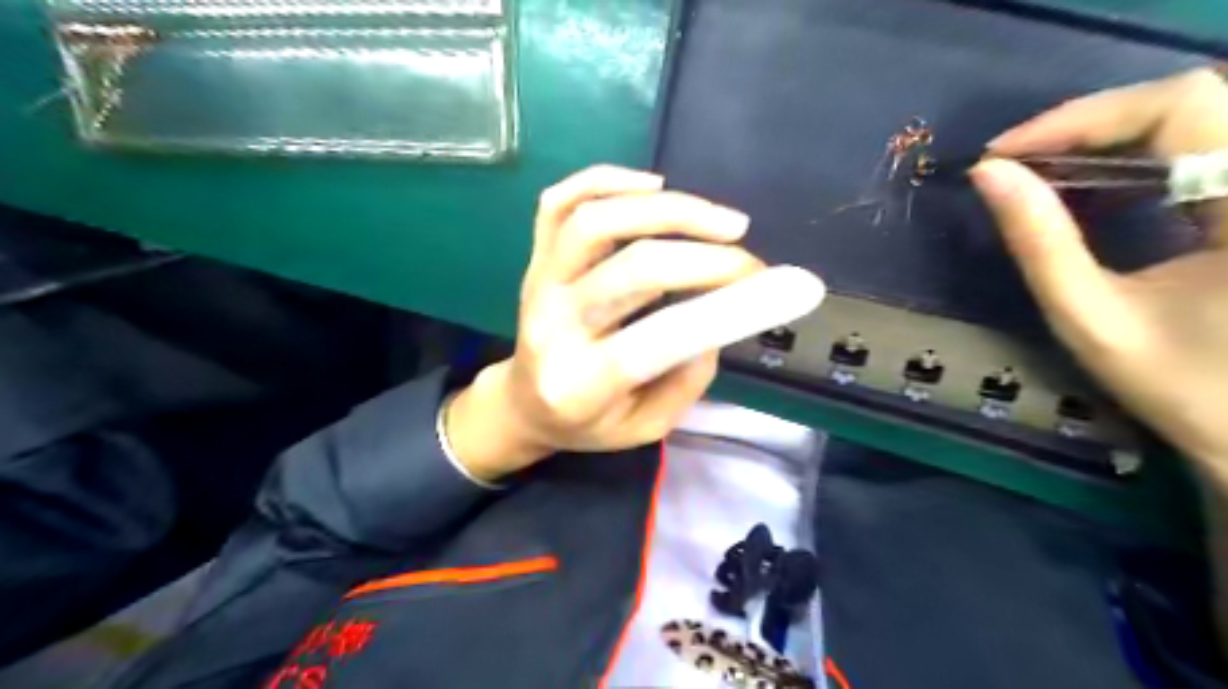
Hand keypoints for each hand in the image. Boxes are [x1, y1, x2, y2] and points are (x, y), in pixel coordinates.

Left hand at [443, 165, 823, 480]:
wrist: (524, 404)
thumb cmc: (588, 424)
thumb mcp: (647, 427)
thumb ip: (687, 377)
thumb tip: (721, 313)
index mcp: (581, 384)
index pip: (658, 339)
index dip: (728, 308)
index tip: (789, 288)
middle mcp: (552, 324)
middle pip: (633, 268)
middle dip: (709, 258)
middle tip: (753, 262)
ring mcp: (537, 281)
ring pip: (596, 220)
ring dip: (670, 210)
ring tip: (724, 221)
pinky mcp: (533, 255)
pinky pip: (559, 200)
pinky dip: (607, 180)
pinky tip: (654, 186)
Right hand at [976, 71, 1227, 477]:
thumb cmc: (1181, 385)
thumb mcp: (1090, 316)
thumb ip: (1039, 241)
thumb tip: (987, 175)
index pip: (1180, 107)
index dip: (1081, 118)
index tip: (1003, 154)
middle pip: (1191, 100)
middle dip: (1089, 124)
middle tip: (1014, 163)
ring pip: (1199, 117)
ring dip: (1110, 139)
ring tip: (1043, 176)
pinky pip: (1207, 147)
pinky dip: (1140, 158)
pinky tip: (1097, 190)